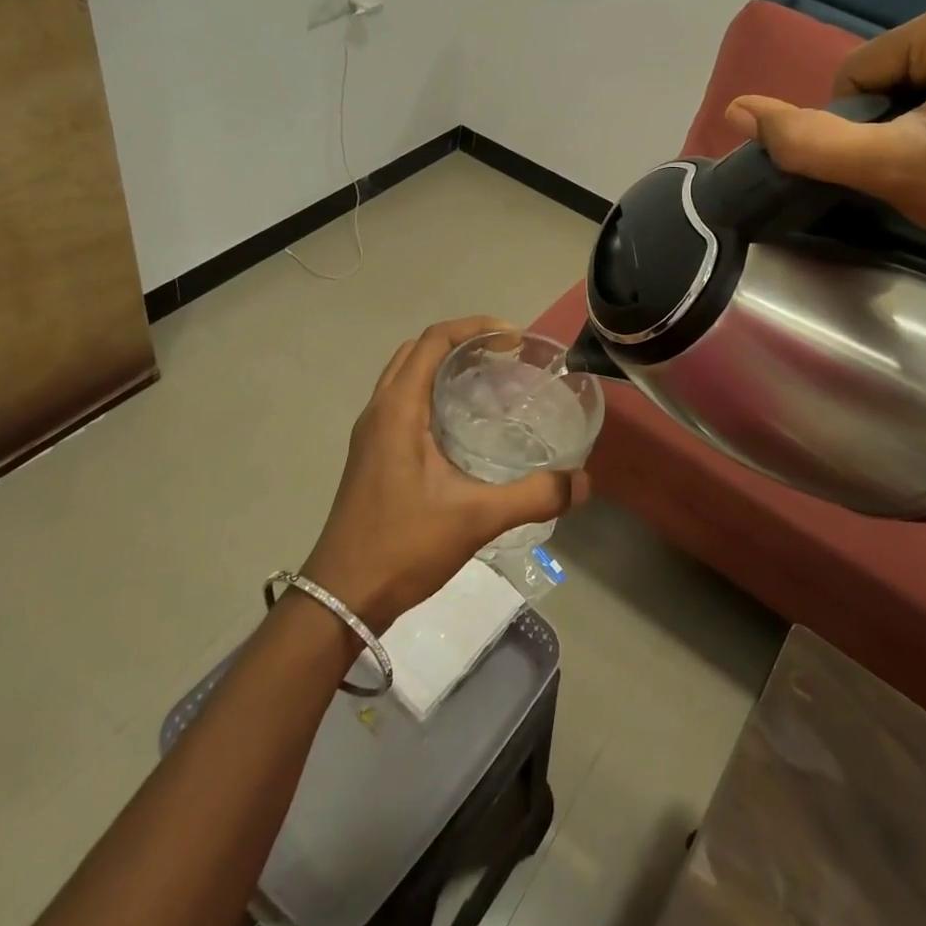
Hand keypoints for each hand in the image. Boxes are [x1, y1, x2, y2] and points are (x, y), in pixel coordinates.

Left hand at [302, 316, 590, 630]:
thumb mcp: (475, 519)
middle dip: (460, 341)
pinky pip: (401, 401)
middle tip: (504, 355)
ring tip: (487, 380)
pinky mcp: (371, 455)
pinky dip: (431, 391)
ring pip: (405, 376)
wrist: (342, 597)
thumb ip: (533, 496)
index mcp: (397, 409)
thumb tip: (583, 482)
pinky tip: (462, 423)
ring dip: (442, 365)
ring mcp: (370, 434)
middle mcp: (378, 411)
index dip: (473, 328)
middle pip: (417, 351)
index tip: (513, 336)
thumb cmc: (403, 546)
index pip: (433, 341)